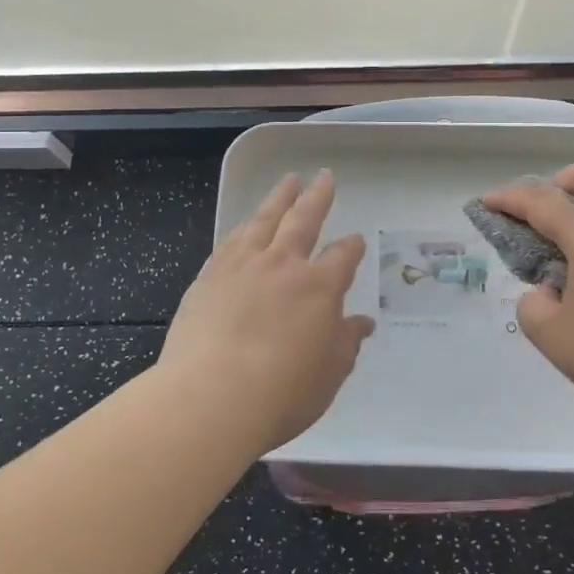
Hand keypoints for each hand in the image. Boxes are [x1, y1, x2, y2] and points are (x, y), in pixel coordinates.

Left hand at [158, 170, 374, 452]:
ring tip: (289, 180)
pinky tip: (246, 224)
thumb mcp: (329, 374)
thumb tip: (362, 323)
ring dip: (280, 198)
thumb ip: (346, 342)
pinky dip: (244, 226)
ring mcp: (243, 265)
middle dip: (318, 197)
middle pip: (305, 220)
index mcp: (320, 286)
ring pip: (266, 219)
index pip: (343, 257)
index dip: (352, 247)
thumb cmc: (282, 392)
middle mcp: (284, 265)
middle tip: (325, 176)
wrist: (212, 396)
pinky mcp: (210, 275)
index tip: (356, 241)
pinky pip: (232, 240)